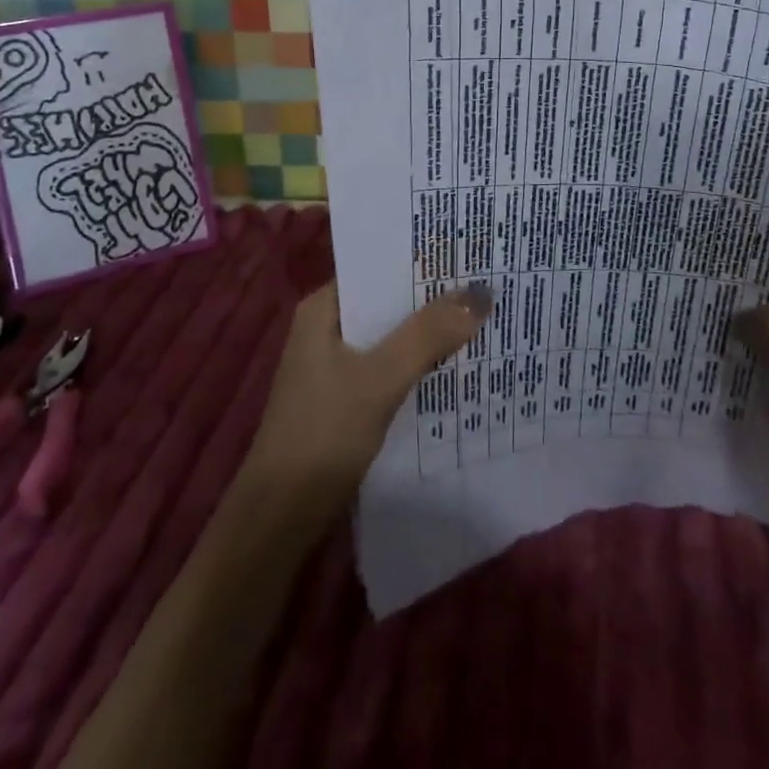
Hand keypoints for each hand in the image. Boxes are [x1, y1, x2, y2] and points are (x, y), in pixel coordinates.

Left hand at [238, 282, 490, 531]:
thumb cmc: (323, 433)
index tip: (467, 252)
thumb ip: (428, 335)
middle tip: (486, 281)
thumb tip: (482, 292)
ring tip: (482, 315)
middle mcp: (327, 327)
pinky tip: (454, 364)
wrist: (281, 516)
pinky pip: (389, 365)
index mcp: (323, 308)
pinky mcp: (345, 396)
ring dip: (427, 331)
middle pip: (387, 301)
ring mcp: (334, 364)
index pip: (377, 266)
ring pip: (391, 335)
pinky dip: (417, 362)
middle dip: (432, 296)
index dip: (420, 259)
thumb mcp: (380, 378)